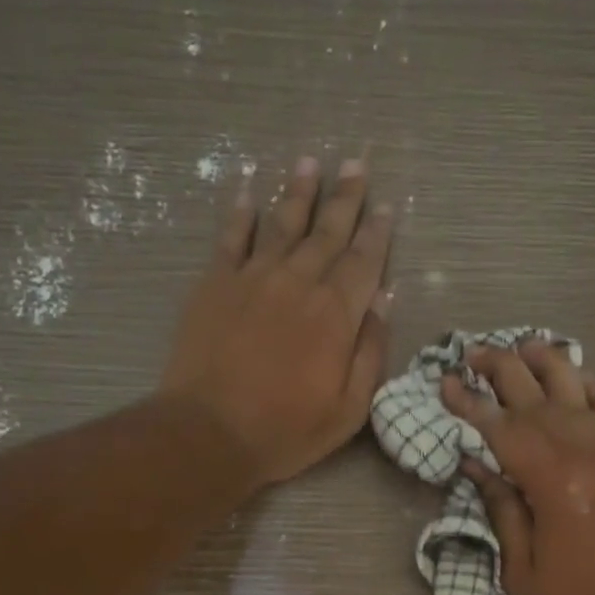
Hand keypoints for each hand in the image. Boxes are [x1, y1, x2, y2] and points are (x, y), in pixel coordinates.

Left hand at [160, 155, 393, 487]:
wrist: (210, 432)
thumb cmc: (287, 430)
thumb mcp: (349, 409)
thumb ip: (370, 353)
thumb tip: (384, 301)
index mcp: (336, 314)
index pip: (364, 261)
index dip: (377, 233)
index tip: (385, 207)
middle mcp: (299, 282)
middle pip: (328, 232)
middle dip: (345, 199)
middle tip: (356, 165)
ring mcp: (254, 278)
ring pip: (282, 223)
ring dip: (299, 192)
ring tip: (310, 163)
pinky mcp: (215, 284)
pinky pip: (231, 237)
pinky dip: (241, 212)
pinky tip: (248, 191)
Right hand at [442, 341, 594, 594]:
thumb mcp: (524, 573)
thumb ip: (502, 512)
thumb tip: (477, 467)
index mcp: (551, 482)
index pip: (500, 428)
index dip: (469, 403)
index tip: (444, 382)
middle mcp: (585, 451)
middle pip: (536, 396)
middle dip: (501, 369)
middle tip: (473, 351)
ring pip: (577, 390)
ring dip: (546, 363)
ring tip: (521, 344)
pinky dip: (588, 386)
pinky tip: (574, 375)